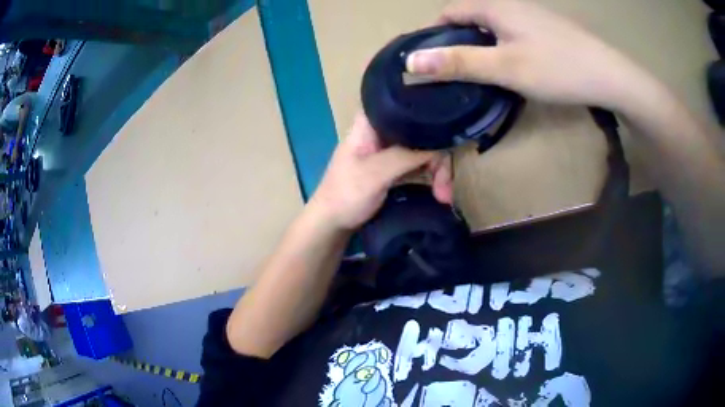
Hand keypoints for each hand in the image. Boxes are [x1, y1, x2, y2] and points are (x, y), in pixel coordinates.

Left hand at [309, 113, 452, 230]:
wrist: (332, 223)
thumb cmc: (345, 194)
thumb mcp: (374, 173)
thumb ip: (406, 155)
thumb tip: (440, 146)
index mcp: (371, 122)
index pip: (406, 107)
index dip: (430, 116)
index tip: (450, 132)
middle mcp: (383, 131)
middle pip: (421, 132)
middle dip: (438, 158)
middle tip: (446, 188)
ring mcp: (390, 149)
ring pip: (424, 150)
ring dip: (438, 172)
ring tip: (444, 196)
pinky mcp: (395, 167)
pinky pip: (420, 165)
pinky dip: (432, 178)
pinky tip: (440, 194)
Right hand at [406, 0, 652, 109]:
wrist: (609, 75)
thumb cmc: (557, 68)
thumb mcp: (505, 68)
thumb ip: (458, 62)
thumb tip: (411, 61)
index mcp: (494, 6)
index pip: (450, 12)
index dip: (435, 34)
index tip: (433, 62)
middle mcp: (509, 3)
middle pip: (470, 17)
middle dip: (458, 41)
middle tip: (457, 73)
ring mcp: (530, 14)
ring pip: (492, 25)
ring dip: (481, 45)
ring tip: (484, 73)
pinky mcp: (545, 27)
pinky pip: (512, 31)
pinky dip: (502, 46)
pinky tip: (513, 66)